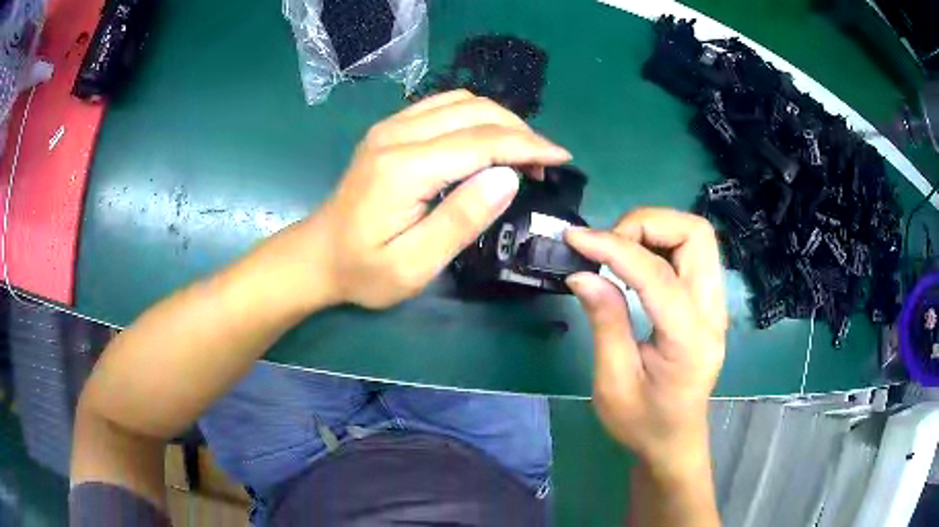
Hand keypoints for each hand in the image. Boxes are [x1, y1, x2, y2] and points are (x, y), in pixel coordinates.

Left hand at [317, 90, 571, 308]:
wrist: (317, 256)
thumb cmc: (364, 271)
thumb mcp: (413, 265)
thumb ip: (460, 219)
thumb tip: (507, 177)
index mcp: (403, 169)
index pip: (481, 142)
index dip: (527, 147)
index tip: (562, 158)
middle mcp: (397, 135)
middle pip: (475, 112)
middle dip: (520, 131)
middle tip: (546, 163)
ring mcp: (391, 127)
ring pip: (461, 101)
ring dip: (501, 120)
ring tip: (523, 152)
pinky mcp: (390, 129)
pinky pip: (443, 106)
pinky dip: (476, 116)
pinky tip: (488, 139)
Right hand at [565, 209, 726, 469]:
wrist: (675, 440)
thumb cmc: (642, 423)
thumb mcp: (613, 383)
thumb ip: (605, 322)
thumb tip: (582, 273)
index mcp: (689, 341)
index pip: (658, 274)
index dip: (614, 248)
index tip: (575, 239)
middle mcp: (713, 314)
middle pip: (695, 234)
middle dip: (646, 224)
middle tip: (607, 245)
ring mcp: (716, 305)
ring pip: (697, 235)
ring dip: (655, 229)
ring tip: (618, 250)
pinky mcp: (709, 302)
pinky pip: (692, 251)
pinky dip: (661, 241)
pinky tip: (636, 260)